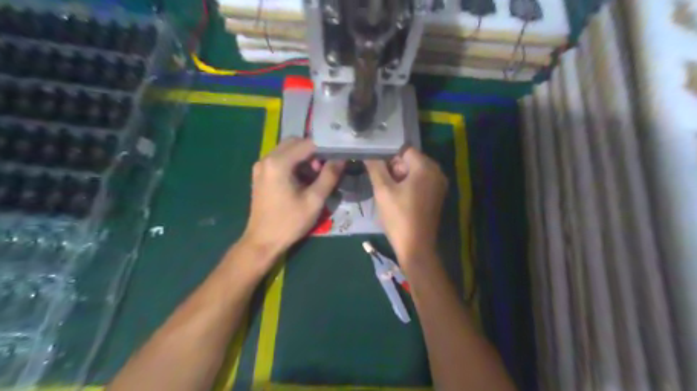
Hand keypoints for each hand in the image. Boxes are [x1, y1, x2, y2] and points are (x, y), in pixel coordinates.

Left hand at [242, 138, 343, 265]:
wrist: (262, 242)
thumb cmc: (289, 222)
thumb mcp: (314, 200)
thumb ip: (329, 176)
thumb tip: (341, 159)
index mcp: (278, 163)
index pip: (307, 144)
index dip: (324, 149)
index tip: (335, 160)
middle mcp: (267, 159)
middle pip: (295, 142)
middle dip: (312, 152)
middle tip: (323, 170)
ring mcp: (261, 166)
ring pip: (287, 150)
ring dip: (303, 158)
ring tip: (314, 177)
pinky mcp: (260, 175)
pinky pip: (280, 160)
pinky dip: (293, 164)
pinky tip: (301, 181)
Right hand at [365, 147, 445, 264]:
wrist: (416, 247)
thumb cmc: (398, 217)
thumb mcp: (383, 190)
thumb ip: (375, 167)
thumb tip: (369, 152)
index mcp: (426, 167)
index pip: (404, 150)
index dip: (388, 158)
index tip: (378, 171)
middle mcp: (437, 172)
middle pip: (410, 160)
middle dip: (394, 169)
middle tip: (383, 185)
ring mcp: (439, 185)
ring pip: (414, 172)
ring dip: (400, 178)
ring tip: (389, 193)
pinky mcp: (436, 196)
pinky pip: (420, 182)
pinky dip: (408, 186)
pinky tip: (399, 199)